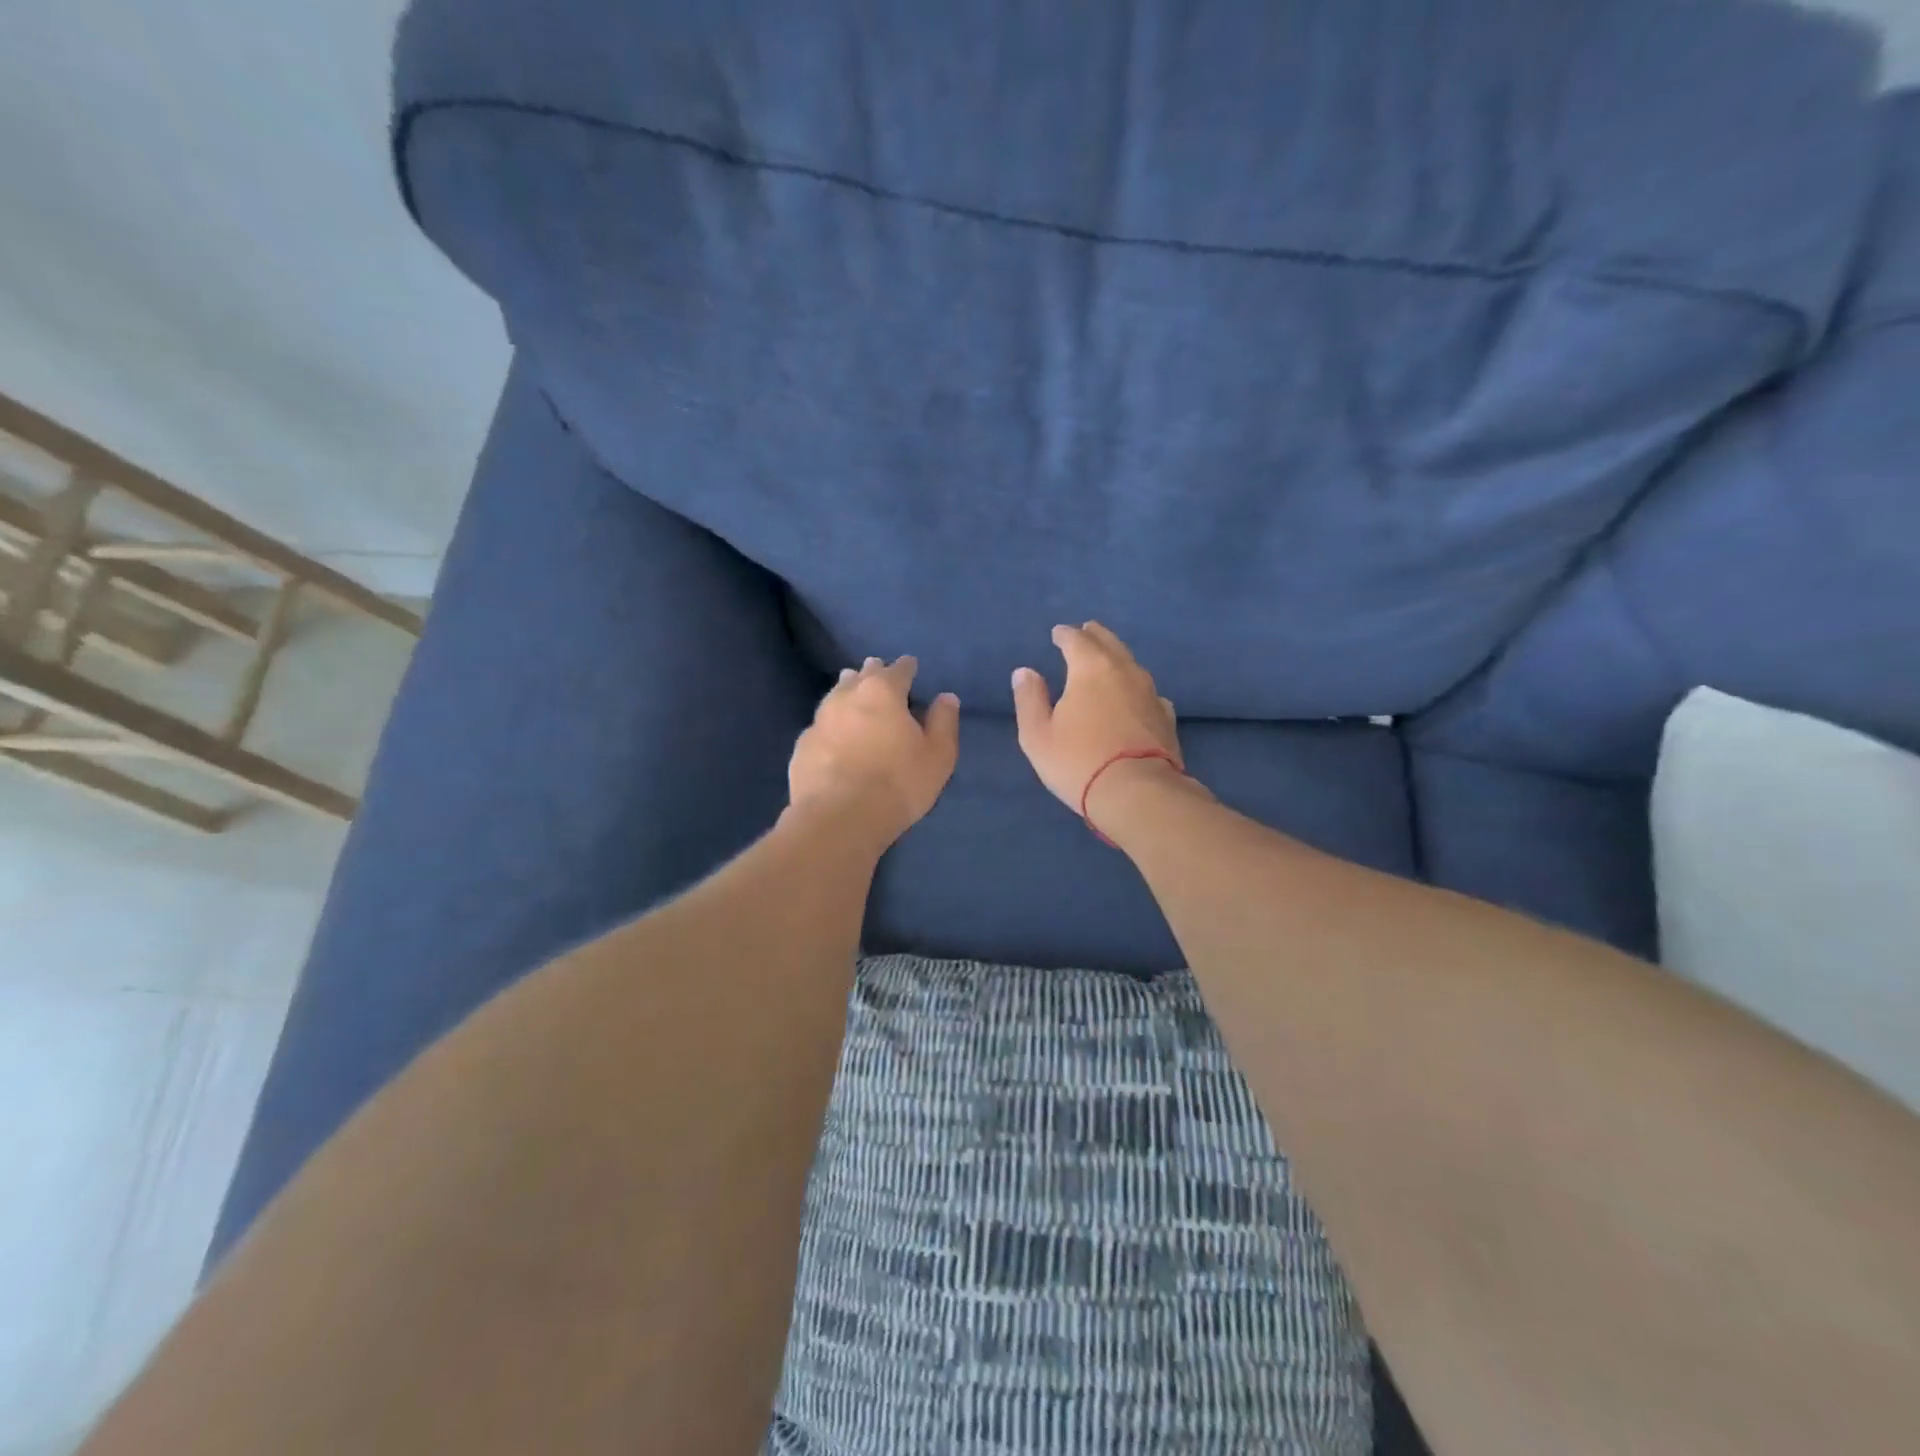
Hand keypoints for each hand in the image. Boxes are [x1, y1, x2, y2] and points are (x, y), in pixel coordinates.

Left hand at [789, 656, 959, 847]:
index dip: (907, 667)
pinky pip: (821, 725)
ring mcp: (820, 720)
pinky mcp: (802, 745)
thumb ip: (943, 722)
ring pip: (836, 695)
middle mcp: (847, 696)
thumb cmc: (898, 783)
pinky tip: (833, 733)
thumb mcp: (938, 756)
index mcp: (883, 692)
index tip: (911, 666)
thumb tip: (946, 698)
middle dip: (872, 672)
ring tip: (852, 691)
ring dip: (847, 691)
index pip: (898, 670)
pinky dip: (831, 724)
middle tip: (877, 671)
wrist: (839, 818)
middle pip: (862, 675)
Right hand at [1012, 623, 1183, 821]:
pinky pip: (1147, 691)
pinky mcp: (1166, 717)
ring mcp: (1150, 693)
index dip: (1064, 634)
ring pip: (1132, 664)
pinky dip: (1136, 687)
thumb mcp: (1037, 735)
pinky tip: (1134, 697)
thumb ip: (1030, 699)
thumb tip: (1025, 672)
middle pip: (1110, 643)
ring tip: (1107, 660)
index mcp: (1090, 669)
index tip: (1057, 633)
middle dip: (1095, 635)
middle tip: (1086, 630)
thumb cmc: (1078, 762)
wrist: (1138, 793)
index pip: (1076, 640)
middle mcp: (1124, 671)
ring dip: (1117, 657)